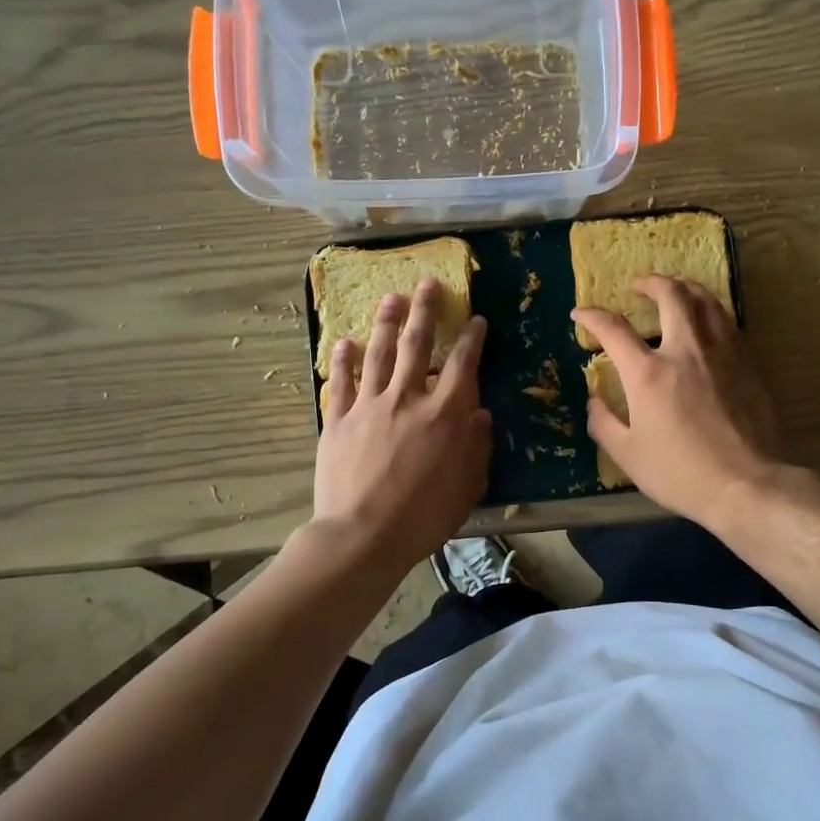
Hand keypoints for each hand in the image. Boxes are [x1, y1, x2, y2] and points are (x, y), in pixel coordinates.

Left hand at [313, 279, 490, 571]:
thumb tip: (481, 415)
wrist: (362, 536)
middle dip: (425, 311)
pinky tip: (344, 341)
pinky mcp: (338, 421)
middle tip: (427, 284)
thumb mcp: (467, 487)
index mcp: (444, 415)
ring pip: (377, 353)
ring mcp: (368, 406)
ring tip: (391, 298)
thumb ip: (477, 447)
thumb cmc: (423, 517)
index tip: (476, 321)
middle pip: (416, 344)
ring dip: (385, 322)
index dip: (471, 339)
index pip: (462, 365)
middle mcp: (407, 399)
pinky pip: (341, 382)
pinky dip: (342, 359)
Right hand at [573, 277, 781, 526]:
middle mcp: (686, 351)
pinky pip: (728, 323)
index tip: (581, 315)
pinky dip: (710, 312)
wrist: (746, 485)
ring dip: (685, 288)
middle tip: (638, 286)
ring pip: (706, 300)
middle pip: (670, 296)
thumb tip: (595, 399)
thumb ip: (604, 422)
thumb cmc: (680, 473)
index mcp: (648, 374)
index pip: (614, 329)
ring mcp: (723, 353)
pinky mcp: (749, 363)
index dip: (592, 316)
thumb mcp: (627, 455)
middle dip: (650, 283)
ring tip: (675, 290)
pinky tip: (707, 323)